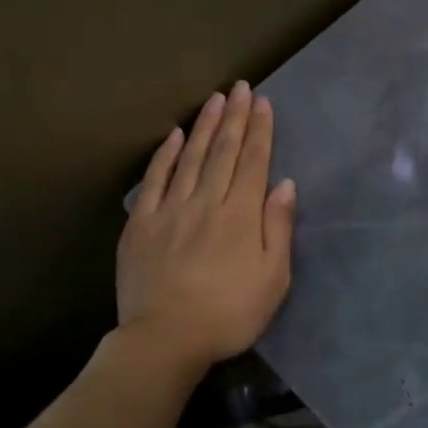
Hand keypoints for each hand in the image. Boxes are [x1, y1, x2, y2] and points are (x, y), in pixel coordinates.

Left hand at [118, 81, 296, 369]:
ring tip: (214, 99)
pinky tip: (175, 136)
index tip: (263, 102)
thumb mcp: (272, 279)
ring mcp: (170, 210)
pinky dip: (166, 155)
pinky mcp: (142, 224)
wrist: (164, 339)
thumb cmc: (228, 314)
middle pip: (223, 151)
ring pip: (191, 158)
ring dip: (205, 126)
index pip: (253, 162)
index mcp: (240, 215)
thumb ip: (278, 228)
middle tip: (240, 87)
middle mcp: (206, 202)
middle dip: (235, 117)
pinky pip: (155, 180)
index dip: (260, 130)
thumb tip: (284, 184)